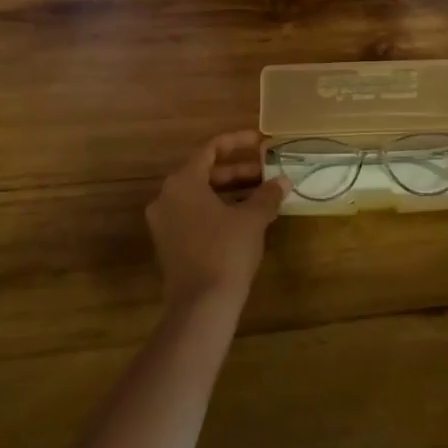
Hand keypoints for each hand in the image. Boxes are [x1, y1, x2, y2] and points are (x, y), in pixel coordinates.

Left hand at [145, 131, 285, 309]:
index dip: (237, 142)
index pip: (210, 149)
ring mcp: (164, 222)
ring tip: (261, 194)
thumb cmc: (226, 251)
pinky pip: (194, 214)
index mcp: (182, 182)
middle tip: (266, 171)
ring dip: (229, 191)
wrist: (201, 305)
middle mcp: (166, 196)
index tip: (260, 141)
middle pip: (204, 172)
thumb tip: (283, 181)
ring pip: (199, 195)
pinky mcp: (168, 243)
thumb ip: (267, 195)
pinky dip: (217, 209)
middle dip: (237, 170)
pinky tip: (244, 218)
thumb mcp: (252, 219)